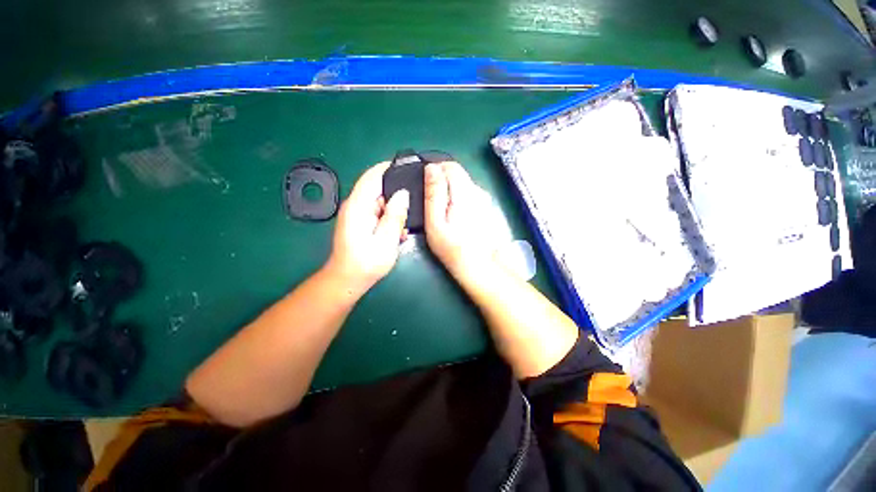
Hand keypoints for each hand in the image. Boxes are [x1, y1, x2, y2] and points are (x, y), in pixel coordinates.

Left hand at [325, 162, 409, 295]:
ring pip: (380, 201)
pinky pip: (378, 212)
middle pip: (377, 188)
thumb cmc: (366, 263)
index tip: (408, 165)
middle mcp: (355, 205)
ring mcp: (357, 214)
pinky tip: (399, 230)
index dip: (388, 167)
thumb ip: (395, 216)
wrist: (347, 280)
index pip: (372, 177)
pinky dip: (389, 217)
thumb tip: (403, 194)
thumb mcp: (386, 240)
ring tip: (408, 219)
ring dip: (395, 208)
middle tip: (416, 198)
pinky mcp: (360, 222)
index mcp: (358, 206)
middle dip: (397, 191)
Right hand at [424, 162, 499, 280]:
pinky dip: (460, 199)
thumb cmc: (452, 247)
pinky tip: (456, 216)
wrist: (479, 265)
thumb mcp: (435, 222)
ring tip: (443, 211)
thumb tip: (431, 168)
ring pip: (463, 183)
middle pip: (458, 173)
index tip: (425, 184)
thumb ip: (434, 193)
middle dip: (443, 181)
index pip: (450, 166)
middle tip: (432, 202)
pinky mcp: (487, 206)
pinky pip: (470, 194)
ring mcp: (485, 199)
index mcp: (464, 192)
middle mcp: (478, 191)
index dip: (435, 170)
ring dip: (451, 191)